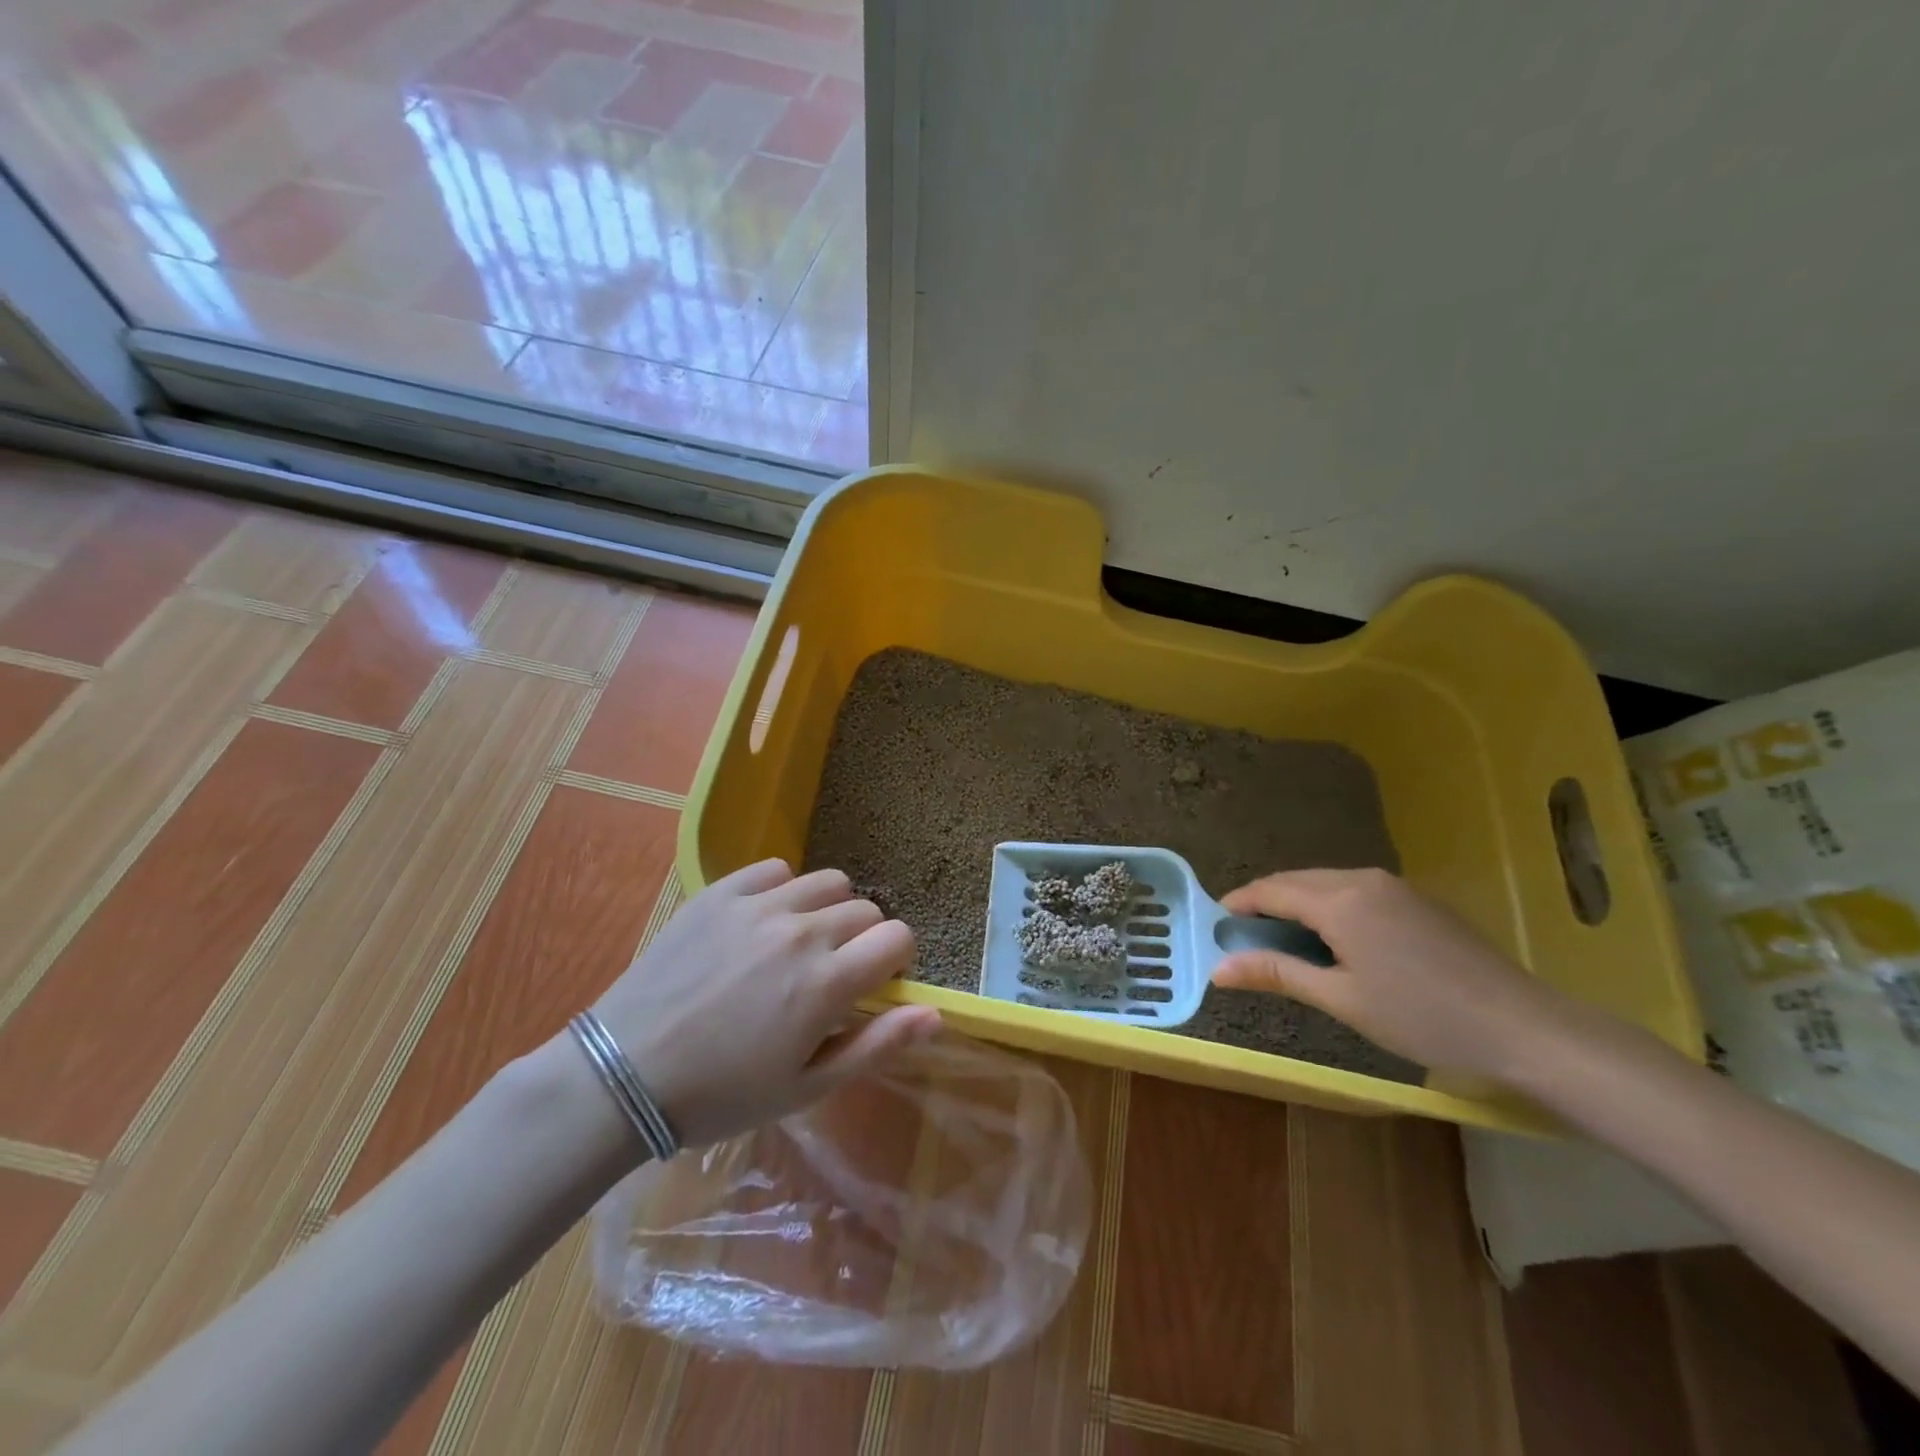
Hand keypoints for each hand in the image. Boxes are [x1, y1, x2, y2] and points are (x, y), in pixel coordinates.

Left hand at [586, 859, 939, 1147]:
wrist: (624, 1075)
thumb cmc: (722, 1094)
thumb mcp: (807, 1087)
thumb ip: (877, 1045)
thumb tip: (936, 1013)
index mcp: (826, 982)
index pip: (897, 937)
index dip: (895, 960)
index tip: (873, 983)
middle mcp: (800, 932)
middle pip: (865, 909)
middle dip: (862, 939)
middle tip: (830, 973)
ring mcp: (758, 906)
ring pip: (827, 882)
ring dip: (828, 910)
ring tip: (799, 943)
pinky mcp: (720, 893)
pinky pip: (775, 870)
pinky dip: (783, 891)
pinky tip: (762, 923)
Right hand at [1212, 868, 1593, 1081]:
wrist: (1523, 1027)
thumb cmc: (1422, 1016)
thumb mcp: (1341, 999)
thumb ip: (1276, 974)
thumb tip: (1217, 969)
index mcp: (1340, 900)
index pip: (1271, 890)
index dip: (1238, 904)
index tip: (1214, 925)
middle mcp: (1363, 879)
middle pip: (1297, 881)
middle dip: (1265, 903)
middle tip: (1244, 938)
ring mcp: (1395, 886)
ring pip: (1327, 884)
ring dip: (1298, 904)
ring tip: (1284, 941)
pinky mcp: (1417, 900)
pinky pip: (1355, 891)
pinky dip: (1329, 907)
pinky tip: (1334, 940)